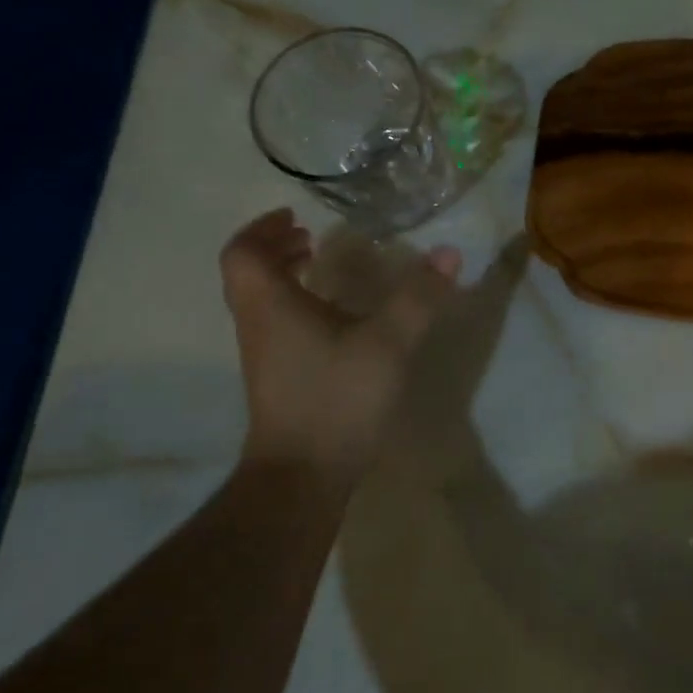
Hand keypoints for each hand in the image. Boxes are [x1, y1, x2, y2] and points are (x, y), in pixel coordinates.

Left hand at [220, 209, 460, 479]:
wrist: (302, 474)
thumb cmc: (337, 398)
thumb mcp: (388, 343)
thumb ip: (418, 297)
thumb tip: (449, 252)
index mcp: (271, 305)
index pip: (243, 252)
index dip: (263, 228)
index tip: (295, 218)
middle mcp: (258, 325)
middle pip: (248, 274)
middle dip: (276, 249)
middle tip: (310, 237)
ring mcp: (264, 355)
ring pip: (261, 301)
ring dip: (286, 277)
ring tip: (323, 270)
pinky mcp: (278, 379)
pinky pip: (277, 325)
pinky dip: (296, 306)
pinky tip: (335, 321)